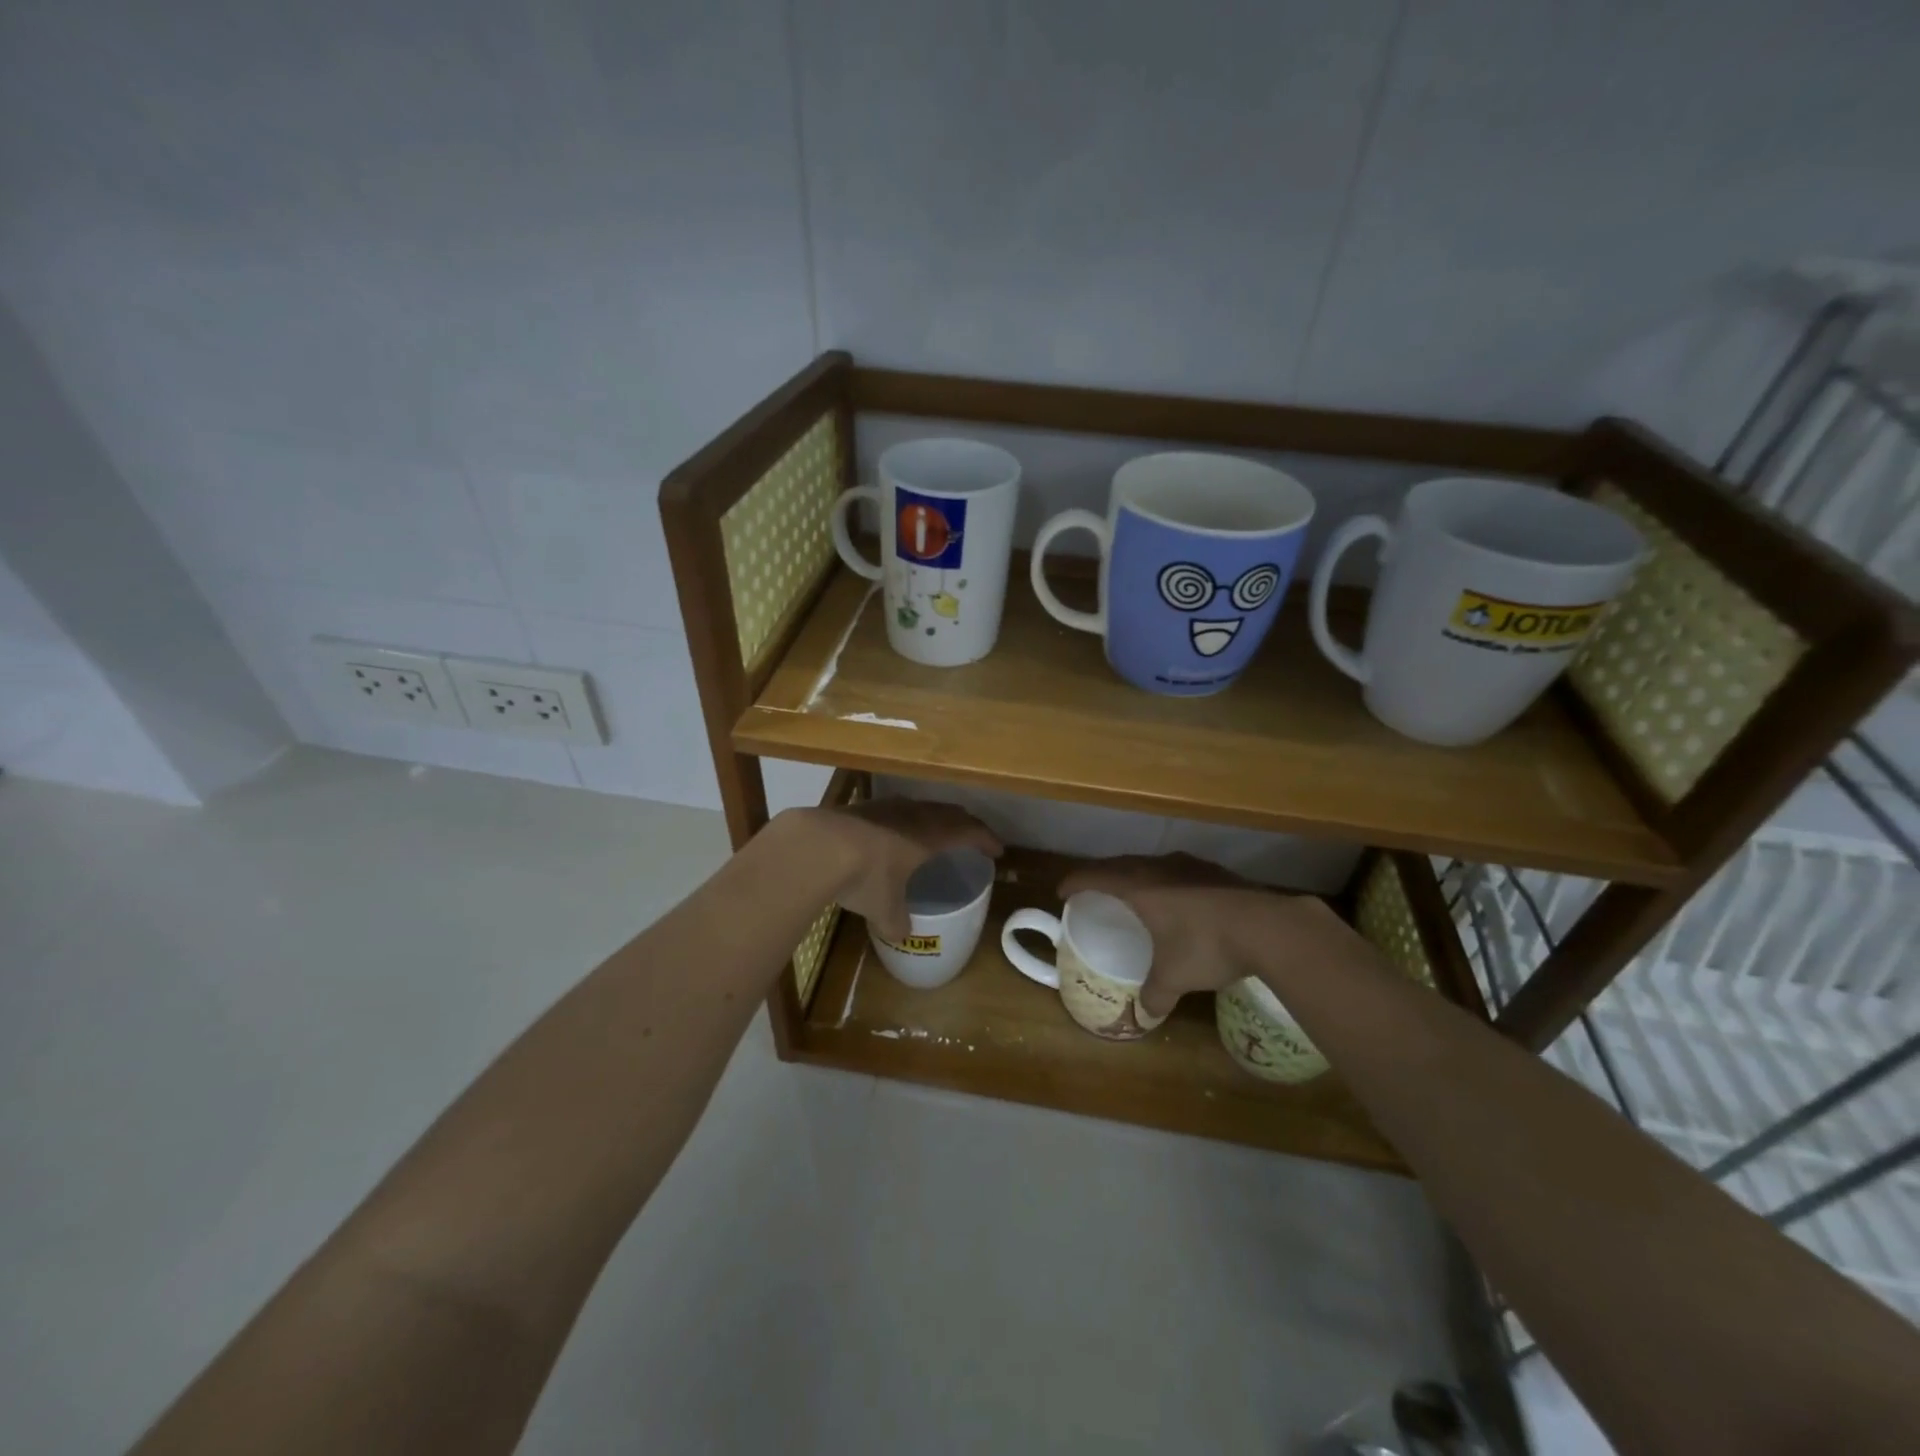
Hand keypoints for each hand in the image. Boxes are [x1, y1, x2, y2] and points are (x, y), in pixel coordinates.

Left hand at [787, 798, 1001, 942]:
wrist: (817, 845)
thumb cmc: (865, 876)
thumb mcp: (884, 909)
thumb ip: (897, 922)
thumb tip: (903, 935)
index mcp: (931, 835)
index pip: (970, 831)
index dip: (987, 840)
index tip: (997, 851)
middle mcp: (914, 814)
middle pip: (949, 812)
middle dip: (964, 824)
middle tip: (971, 836)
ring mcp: (886, 806)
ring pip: (921, 807)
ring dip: (934, 818)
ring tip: (934, 832)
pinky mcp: (861, 806)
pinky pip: (895, 810)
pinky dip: (905, 820)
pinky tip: (893, 832)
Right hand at [1058, 854, 1340, 1017]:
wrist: (1270, 927)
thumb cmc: (1208, 945)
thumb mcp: (1175, 976)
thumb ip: (1155, 992)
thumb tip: (1145, 1013)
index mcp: (1140, 886)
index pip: (1096, 876)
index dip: (1076, 881)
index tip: (1062, 890)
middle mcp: (1161, 868)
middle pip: (1122, 864)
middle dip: (1103, 875)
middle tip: (1093, 888)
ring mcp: (1191, 866)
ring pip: (1152, 864)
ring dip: (1137, 875)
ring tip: (1134, 891)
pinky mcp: (1217, 872)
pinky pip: (1179, 871)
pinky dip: (1167, 882)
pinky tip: (1179, 899)